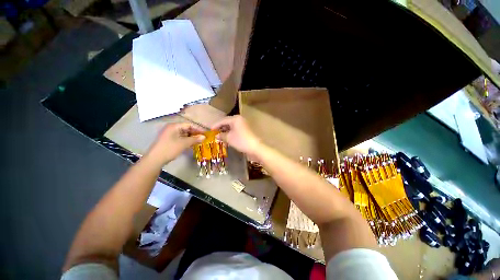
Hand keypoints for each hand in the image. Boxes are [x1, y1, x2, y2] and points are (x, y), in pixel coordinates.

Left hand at [147, 123, 204, 164]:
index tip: (205, 134)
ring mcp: (169, 134)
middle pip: (186, 129)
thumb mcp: (184, 143)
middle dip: (195, 134)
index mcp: (174, 126)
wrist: (155, 159)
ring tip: (199, 142)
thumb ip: (195, 139)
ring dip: (191, 138)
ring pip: (183, 134)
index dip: (198, 129)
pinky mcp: (169, 140)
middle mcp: (171, 128)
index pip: (189, 125)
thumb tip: (204, 137)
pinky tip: (191, 145)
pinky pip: (180, 138)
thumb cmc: (170, 148)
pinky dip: (186, 141)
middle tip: (203, 139)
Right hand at [211, 115, 261, 157]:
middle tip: (214, 133)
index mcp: (235, 119)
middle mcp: (240, 120)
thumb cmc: (241, 141)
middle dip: (221, 128)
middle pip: (227, 122)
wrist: (255, 147)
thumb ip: (221, 135)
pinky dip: (231, 133)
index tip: (210, 130)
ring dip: (226, 131)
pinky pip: (236, 130)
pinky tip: (227, 137)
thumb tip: (216, 135)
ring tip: (219, 136)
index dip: (215, 125)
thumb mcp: (229, 138)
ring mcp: (244, 125)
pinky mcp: (246, 130)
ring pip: (232, 126)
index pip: (223, 120)